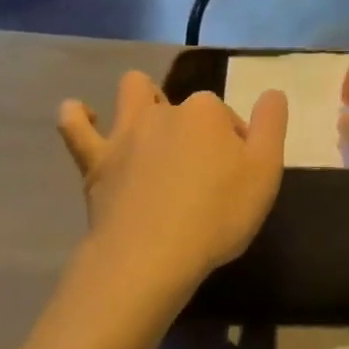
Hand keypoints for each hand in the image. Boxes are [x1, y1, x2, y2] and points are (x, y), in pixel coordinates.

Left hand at [58, 71, 287, 290]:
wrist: (150, 256)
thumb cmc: (217, 215)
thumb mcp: (266, 171)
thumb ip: (272, 125)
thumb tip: (272, 93)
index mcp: (207, 112)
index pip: (228, 117)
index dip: (236, 143)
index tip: (239, 176)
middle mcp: (165, 111)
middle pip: (185, 105)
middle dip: (193, 120)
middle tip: (199, 162)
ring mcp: (126, 133)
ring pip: (132, 94)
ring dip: (140, 98)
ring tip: (149, 120)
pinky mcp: (96, 160)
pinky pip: (76, 127)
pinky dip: (77, 116)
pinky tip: (79, 113)